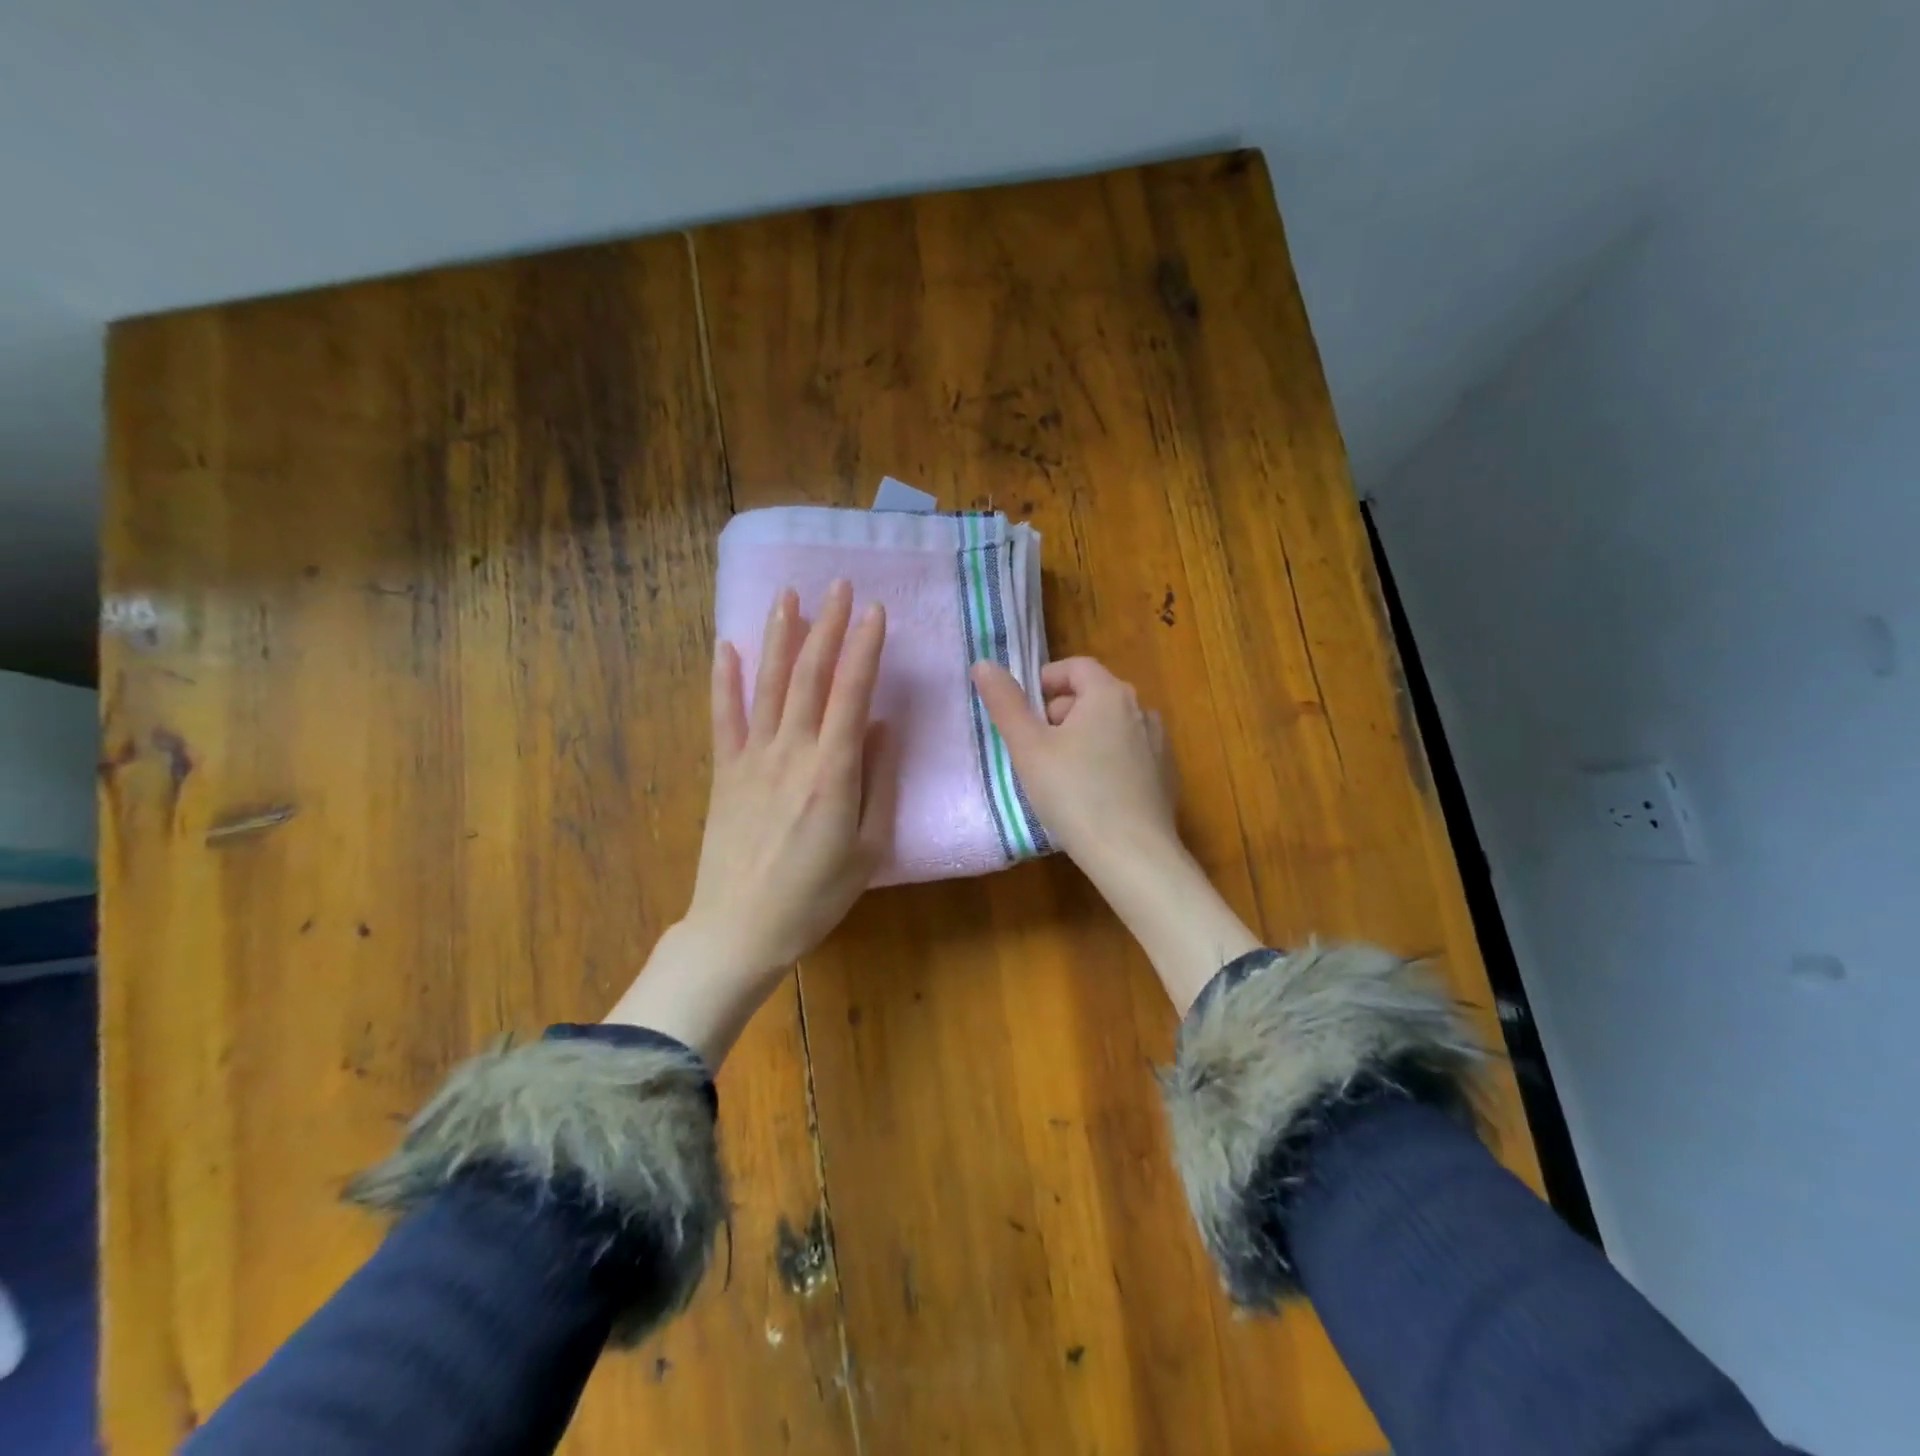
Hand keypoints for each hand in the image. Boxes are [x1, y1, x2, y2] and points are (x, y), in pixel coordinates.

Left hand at [607, 581, 892, 1059]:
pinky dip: (724, 679)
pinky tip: (727, 646)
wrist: (741, 929)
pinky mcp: (724, 772)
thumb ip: (878, 781)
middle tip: (840, 585)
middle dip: (827, 625)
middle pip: (810, 676)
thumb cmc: (816, 896)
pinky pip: (723, 716)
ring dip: (781, 636)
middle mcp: (791, 752)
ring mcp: (751, 758)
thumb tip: (883, 725)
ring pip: (769, 684)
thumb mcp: (868, 847)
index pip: (852, 692)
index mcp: (832, 770)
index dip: (865, 647)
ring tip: (789, 595)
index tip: (876, 610)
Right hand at [970, 656, 1175, 866]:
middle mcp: (1141, 709)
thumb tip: (984, 664)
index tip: (1023, 714)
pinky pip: (1129, 754)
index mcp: (1109, 694)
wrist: (1133, 855)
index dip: (1044, 682)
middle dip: (1060, 714)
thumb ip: (1005, 702)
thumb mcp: (1028, 748)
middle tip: (1036, 750)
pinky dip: (1107, 762)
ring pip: (1111, 727)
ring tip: (1062, 775)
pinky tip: (1093, 795)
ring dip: (1084, 738)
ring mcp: (1159, 744)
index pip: (1075, 667)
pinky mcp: (1166, 775)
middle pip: (1093, 695)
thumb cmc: (1074, 794)